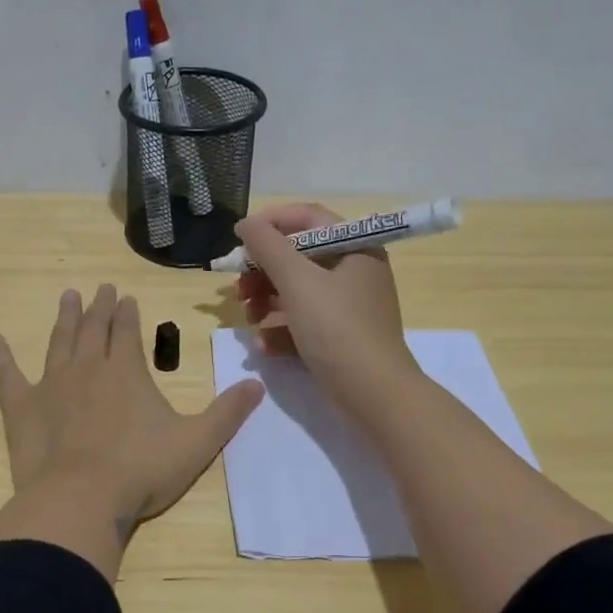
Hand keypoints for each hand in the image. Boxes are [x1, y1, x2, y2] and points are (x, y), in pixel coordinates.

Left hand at [0, 284, 264, 536]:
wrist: (82, 498)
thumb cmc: (142, 470)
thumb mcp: (197, 442)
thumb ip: (228, 412)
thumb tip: (257, 383)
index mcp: (127, 371)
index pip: (128, 331)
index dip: (129, 313)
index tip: (126, 296)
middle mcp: (88, 367)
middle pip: (93, 328)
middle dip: (99, 307)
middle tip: (100, 288)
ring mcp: (51, 384)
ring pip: (58, 341)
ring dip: (64, 318)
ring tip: (67, 296)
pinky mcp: (21, 407)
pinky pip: (7, 375)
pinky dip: (0, 357)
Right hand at [236, 203, 418, 417]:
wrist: (373, 394)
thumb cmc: (337, 328)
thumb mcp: (297, 282)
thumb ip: (267, 247)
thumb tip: (245, 223)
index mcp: (355, 247)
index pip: (308, 218)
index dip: (271, 223)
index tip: (239, 239)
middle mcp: (355, 270)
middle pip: (298, 257)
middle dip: (263, 271)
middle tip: (239, 288)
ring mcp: (348, 306)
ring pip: (297, 290)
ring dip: (266, 301)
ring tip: (249, 319)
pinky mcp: (340, 336)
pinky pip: (304, 321)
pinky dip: (281, 329)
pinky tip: (264, 346)